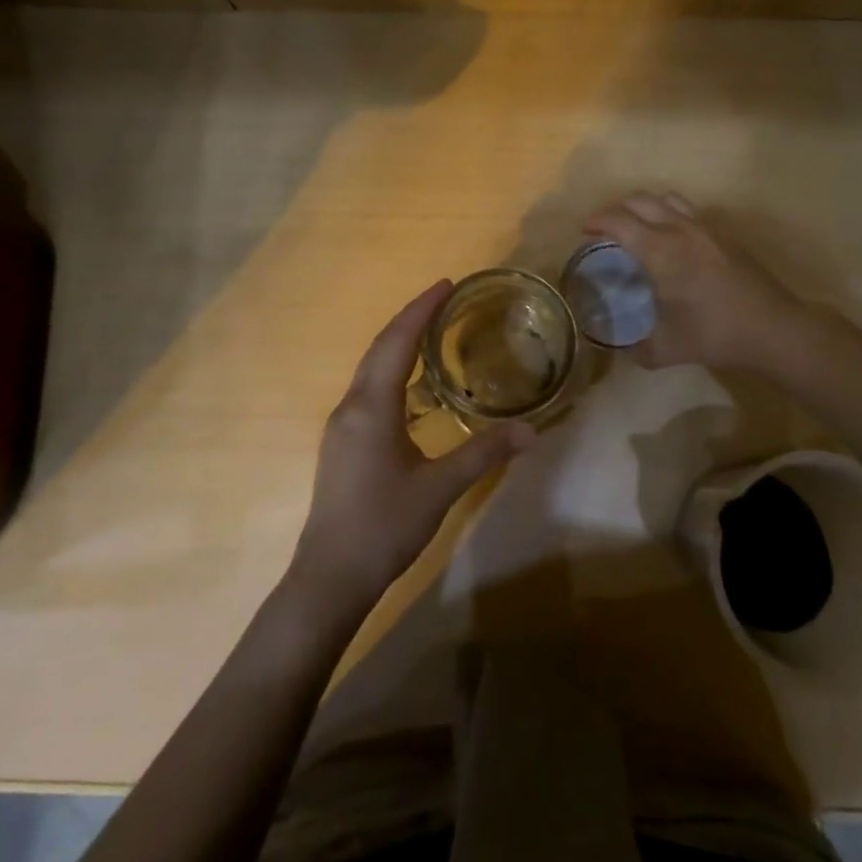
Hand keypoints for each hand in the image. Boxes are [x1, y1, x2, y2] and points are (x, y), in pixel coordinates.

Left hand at [291, 281, 536, 612]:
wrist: (330, 577)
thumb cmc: (384, 526)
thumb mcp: (440, 488)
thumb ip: (484, 454)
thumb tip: (531, 430)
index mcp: (372, 407)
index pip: (397, 341)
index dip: (421, 309)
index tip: (446, 284)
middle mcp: (351, 406)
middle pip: (380, 347)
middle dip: (411, 318)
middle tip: (444, 298)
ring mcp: (342, 425)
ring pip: (371, 368)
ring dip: (399, 343)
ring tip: (432, 330)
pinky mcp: (342, 443)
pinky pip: (368, 388)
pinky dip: (391, 369)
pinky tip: (412, 385)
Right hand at [583, 192, 809, 372]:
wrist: (773, 328)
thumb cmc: (715, 334)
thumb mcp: (667, 349)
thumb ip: (638, 348)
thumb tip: (622, 349)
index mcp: (660, 251)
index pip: (619, 221)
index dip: (597, 221)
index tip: (584, 230)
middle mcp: (681, 230)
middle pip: (640, 201)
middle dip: (616, 208)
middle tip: (605, 228)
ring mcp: (706, 229)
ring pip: (667, 199)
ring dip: (644, 206)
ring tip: (636, 226)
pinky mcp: (724, 235)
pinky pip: (688, 211)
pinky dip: (669, 215)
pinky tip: (670, 241)